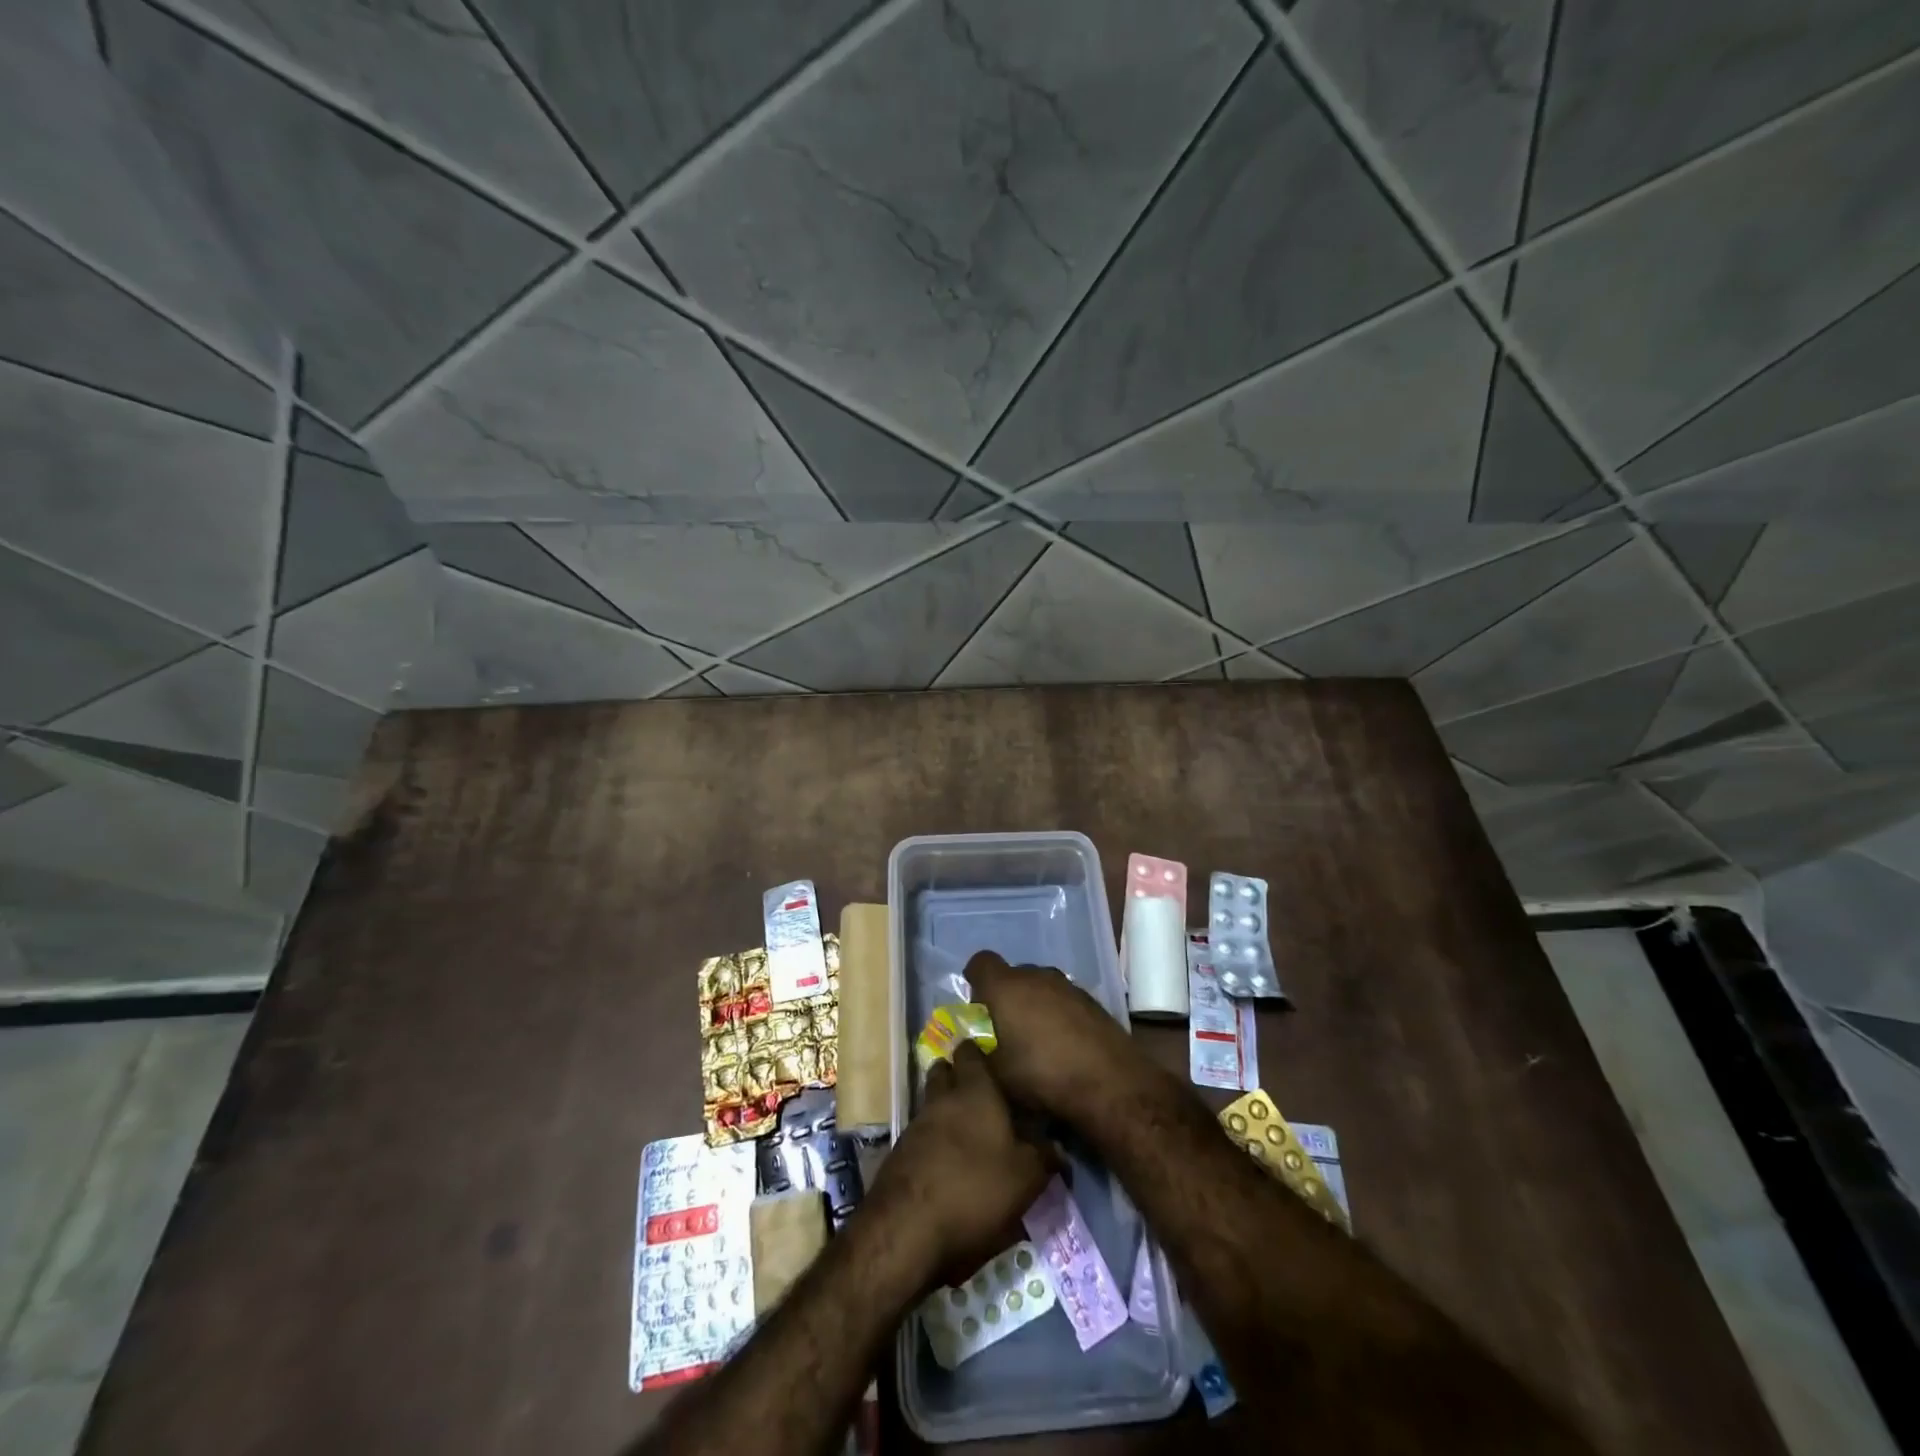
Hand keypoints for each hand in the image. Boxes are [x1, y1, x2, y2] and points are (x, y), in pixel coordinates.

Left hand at [867, 1042, 1052, 1286]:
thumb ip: (1044, 1158)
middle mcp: (941, 1098)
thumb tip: (1058, 1147)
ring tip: (968, 1133)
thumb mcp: (1025, 1178)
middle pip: (944, 1073)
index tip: (993, 1061)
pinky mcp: (899, 1155)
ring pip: (931, 1104)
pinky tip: (948, 1165)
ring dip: (945, 1112)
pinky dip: (933, 1143)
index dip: (979, 1053)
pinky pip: (921, 1136)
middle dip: (956, 1077)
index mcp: (974, 1091)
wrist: (907, 1228)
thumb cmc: (975, 1189)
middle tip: (981, 1096)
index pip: (970, 1053)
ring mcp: (915, 1125)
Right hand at [964, 952, 1142, 1118]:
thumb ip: (978, 1053)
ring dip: (1033, 1005)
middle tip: (1003, 1028)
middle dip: (1005, 996)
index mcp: (1006, 987)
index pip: (981, 962)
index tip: (976, 1004)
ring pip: (1040, 986)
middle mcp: (1036, 976)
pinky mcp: (1091, 1000)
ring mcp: (1067, 986)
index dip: (975, 979)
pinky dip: (1057, 1014)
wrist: (1110, 1083)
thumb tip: (971, 1044)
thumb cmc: (1042, 1076)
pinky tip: (1063, 1044)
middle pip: (1012, 975)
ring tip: (1035, 1039)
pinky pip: (1063, 999)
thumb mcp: (996, 1075)